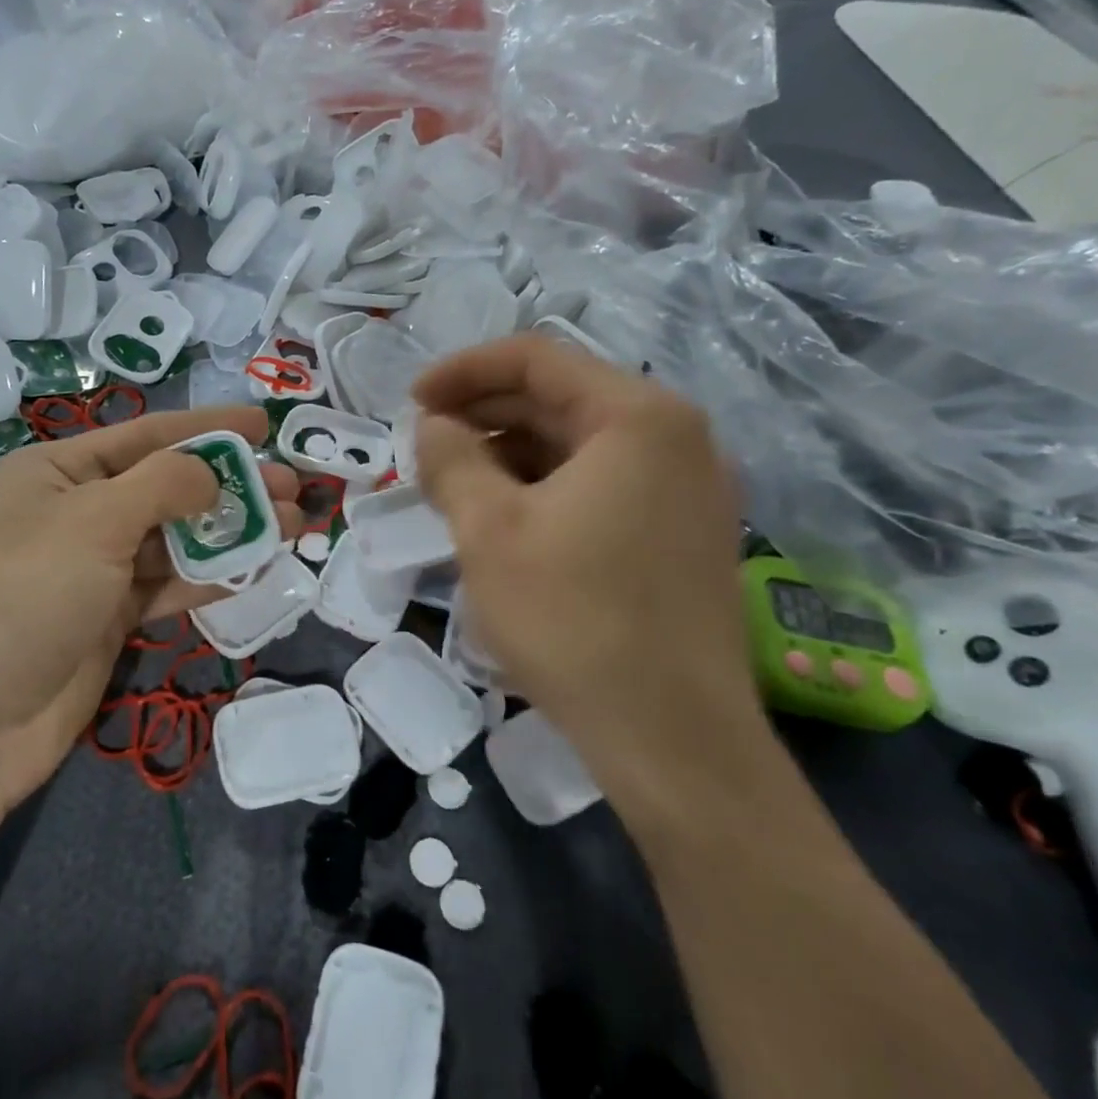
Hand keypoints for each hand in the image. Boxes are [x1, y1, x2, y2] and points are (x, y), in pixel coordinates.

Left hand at [0, 405, 298, 762]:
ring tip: (293, 526)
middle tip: (294, 486)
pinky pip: (167, 585)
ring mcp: (92, 569)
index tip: (264, 425)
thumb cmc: (23, 596)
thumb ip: (163, 485)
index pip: (146, 435)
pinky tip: (254, 568)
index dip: (208, 427)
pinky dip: (208, 575)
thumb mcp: (93, 521)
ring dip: (230, 531)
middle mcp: (76, 513)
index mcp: (57, 472)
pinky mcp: (108, 618)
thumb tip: (212, 472)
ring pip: (174, 539)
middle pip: (167, 487)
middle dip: (231, 484)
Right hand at [413, 336, 766, 815]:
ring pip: (578, 447)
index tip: (410, 403)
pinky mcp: (682, 535)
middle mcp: (676, 438)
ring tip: (453, 489)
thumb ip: (452, 459)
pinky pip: (601, 486)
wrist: (672, 739)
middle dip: (483, 416)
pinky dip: (545, 490)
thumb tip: (434, 426)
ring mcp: (687, 489)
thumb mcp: (489, 530)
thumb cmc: (573, 619)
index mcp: (637, 417)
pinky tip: (503, 522)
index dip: (462, 371)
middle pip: (560, 400)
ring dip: (509, 456)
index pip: (536, 359)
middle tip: (423, 450)